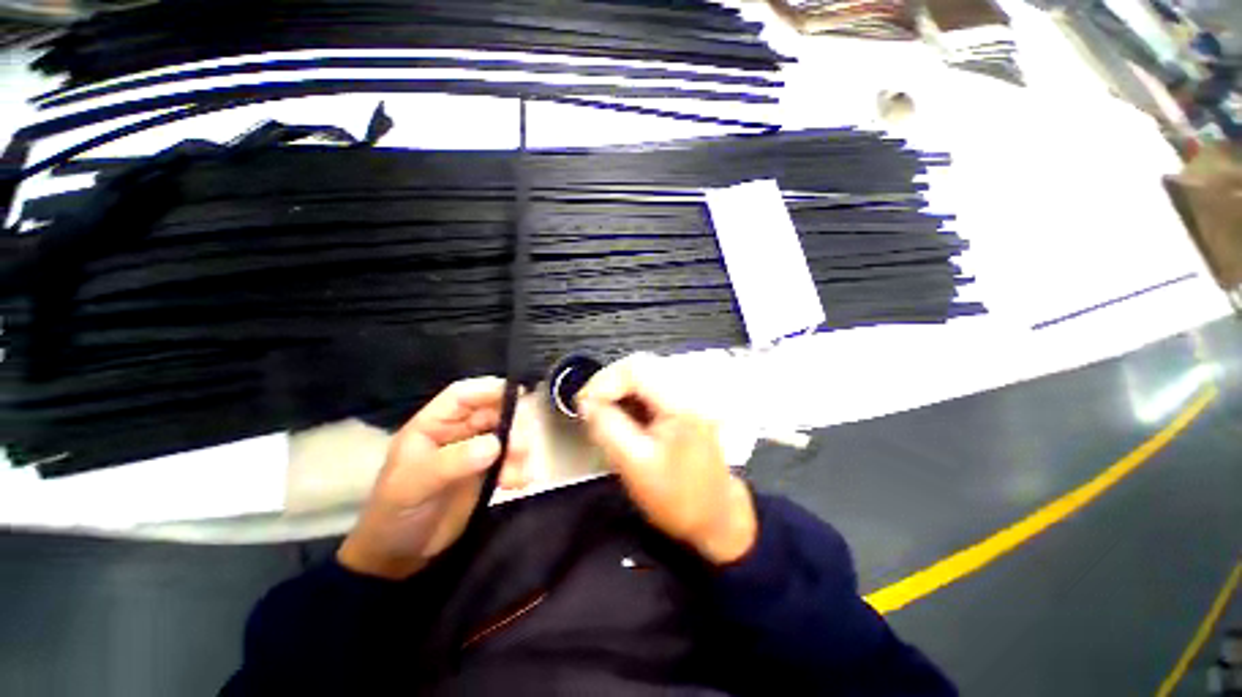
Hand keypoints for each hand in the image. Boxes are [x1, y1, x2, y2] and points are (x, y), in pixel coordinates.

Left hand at [338, 378, 530, 579]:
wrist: (399, 558)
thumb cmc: (395, 514)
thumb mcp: (415, 485)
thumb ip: (453, 462)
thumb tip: (495, 444)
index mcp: (433, 425)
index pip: (463, 396)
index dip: (489, 390)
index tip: (519, 394)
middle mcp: (456, 433)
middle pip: (492, 413)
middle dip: (512, 425)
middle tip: (523, 445)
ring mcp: (473, 452)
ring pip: (506, 436)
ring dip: (518, 450)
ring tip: (518, 473)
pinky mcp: (486, 472)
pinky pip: (510, 461)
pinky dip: (519, 468)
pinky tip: (520, 483)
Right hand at [577, 354, 756, 564]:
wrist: (716, 515)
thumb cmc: (677, 497)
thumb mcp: (634, 465)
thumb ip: (607, 428)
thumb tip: (586, 403)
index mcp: (680, 402)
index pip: (636, 369)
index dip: (603, 380)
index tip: (582, 403)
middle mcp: (688, 389)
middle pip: (640, 365)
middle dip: (609, 382)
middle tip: (588, 406)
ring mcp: (689, 394)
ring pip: (644, 373)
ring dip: (618, 388)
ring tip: (601, 410)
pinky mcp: (684, 402)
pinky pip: (651, 386)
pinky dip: (630, 395)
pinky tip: (620, 413)